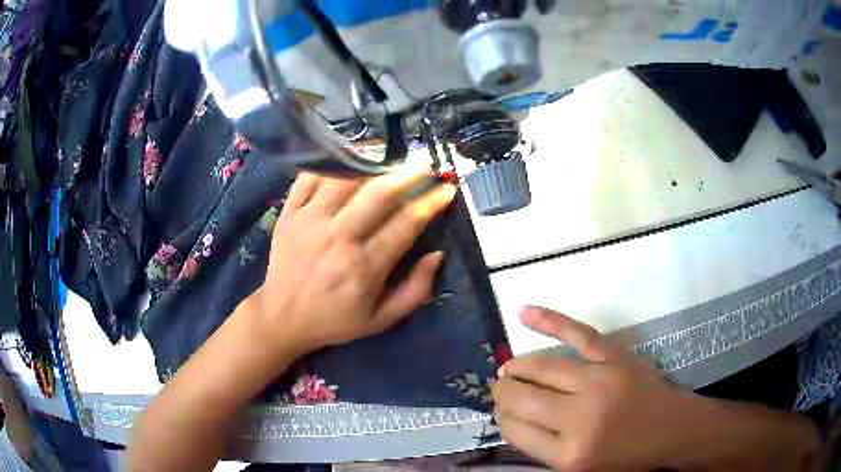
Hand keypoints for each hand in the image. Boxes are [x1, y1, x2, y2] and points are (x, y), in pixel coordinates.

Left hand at [250, 169, 455, 354]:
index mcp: (364, 267)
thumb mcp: (380, 319)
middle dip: (410, 174)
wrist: (281, 317)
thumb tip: (437, 255)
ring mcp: (310, 220)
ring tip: (390, 157)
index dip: (432, 202)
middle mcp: (338, 237)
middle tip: (425, 165)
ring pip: (346, 177)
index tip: (447, 190)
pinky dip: (332, 162)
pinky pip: (311, 177)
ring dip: (373, 162)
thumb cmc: (334, 320)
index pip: (407, 222)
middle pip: (379, 192)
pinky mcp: (290, 212)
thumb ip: (415, 291)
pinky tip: (349, 159)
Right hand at [494, 306, 692, 470]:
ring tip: (510, 369)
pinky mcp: (615, 357)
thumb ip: (544, 447)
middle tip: (502, 389)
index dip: (502, 417)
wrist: (671, 429)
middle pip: (522, 397)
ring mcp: (599, 381)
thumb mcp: (579, 469)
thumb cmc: (625, 456)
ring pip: (541, 366)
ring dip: (517, 367)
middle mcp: (579, 418)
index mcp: (568, 454)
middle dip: (503, 391)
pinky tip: (524, 313)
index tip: (503, 412)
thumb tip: (513, 416)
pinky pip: (577, 334)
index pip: (514, 429)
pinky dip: (549, 320)